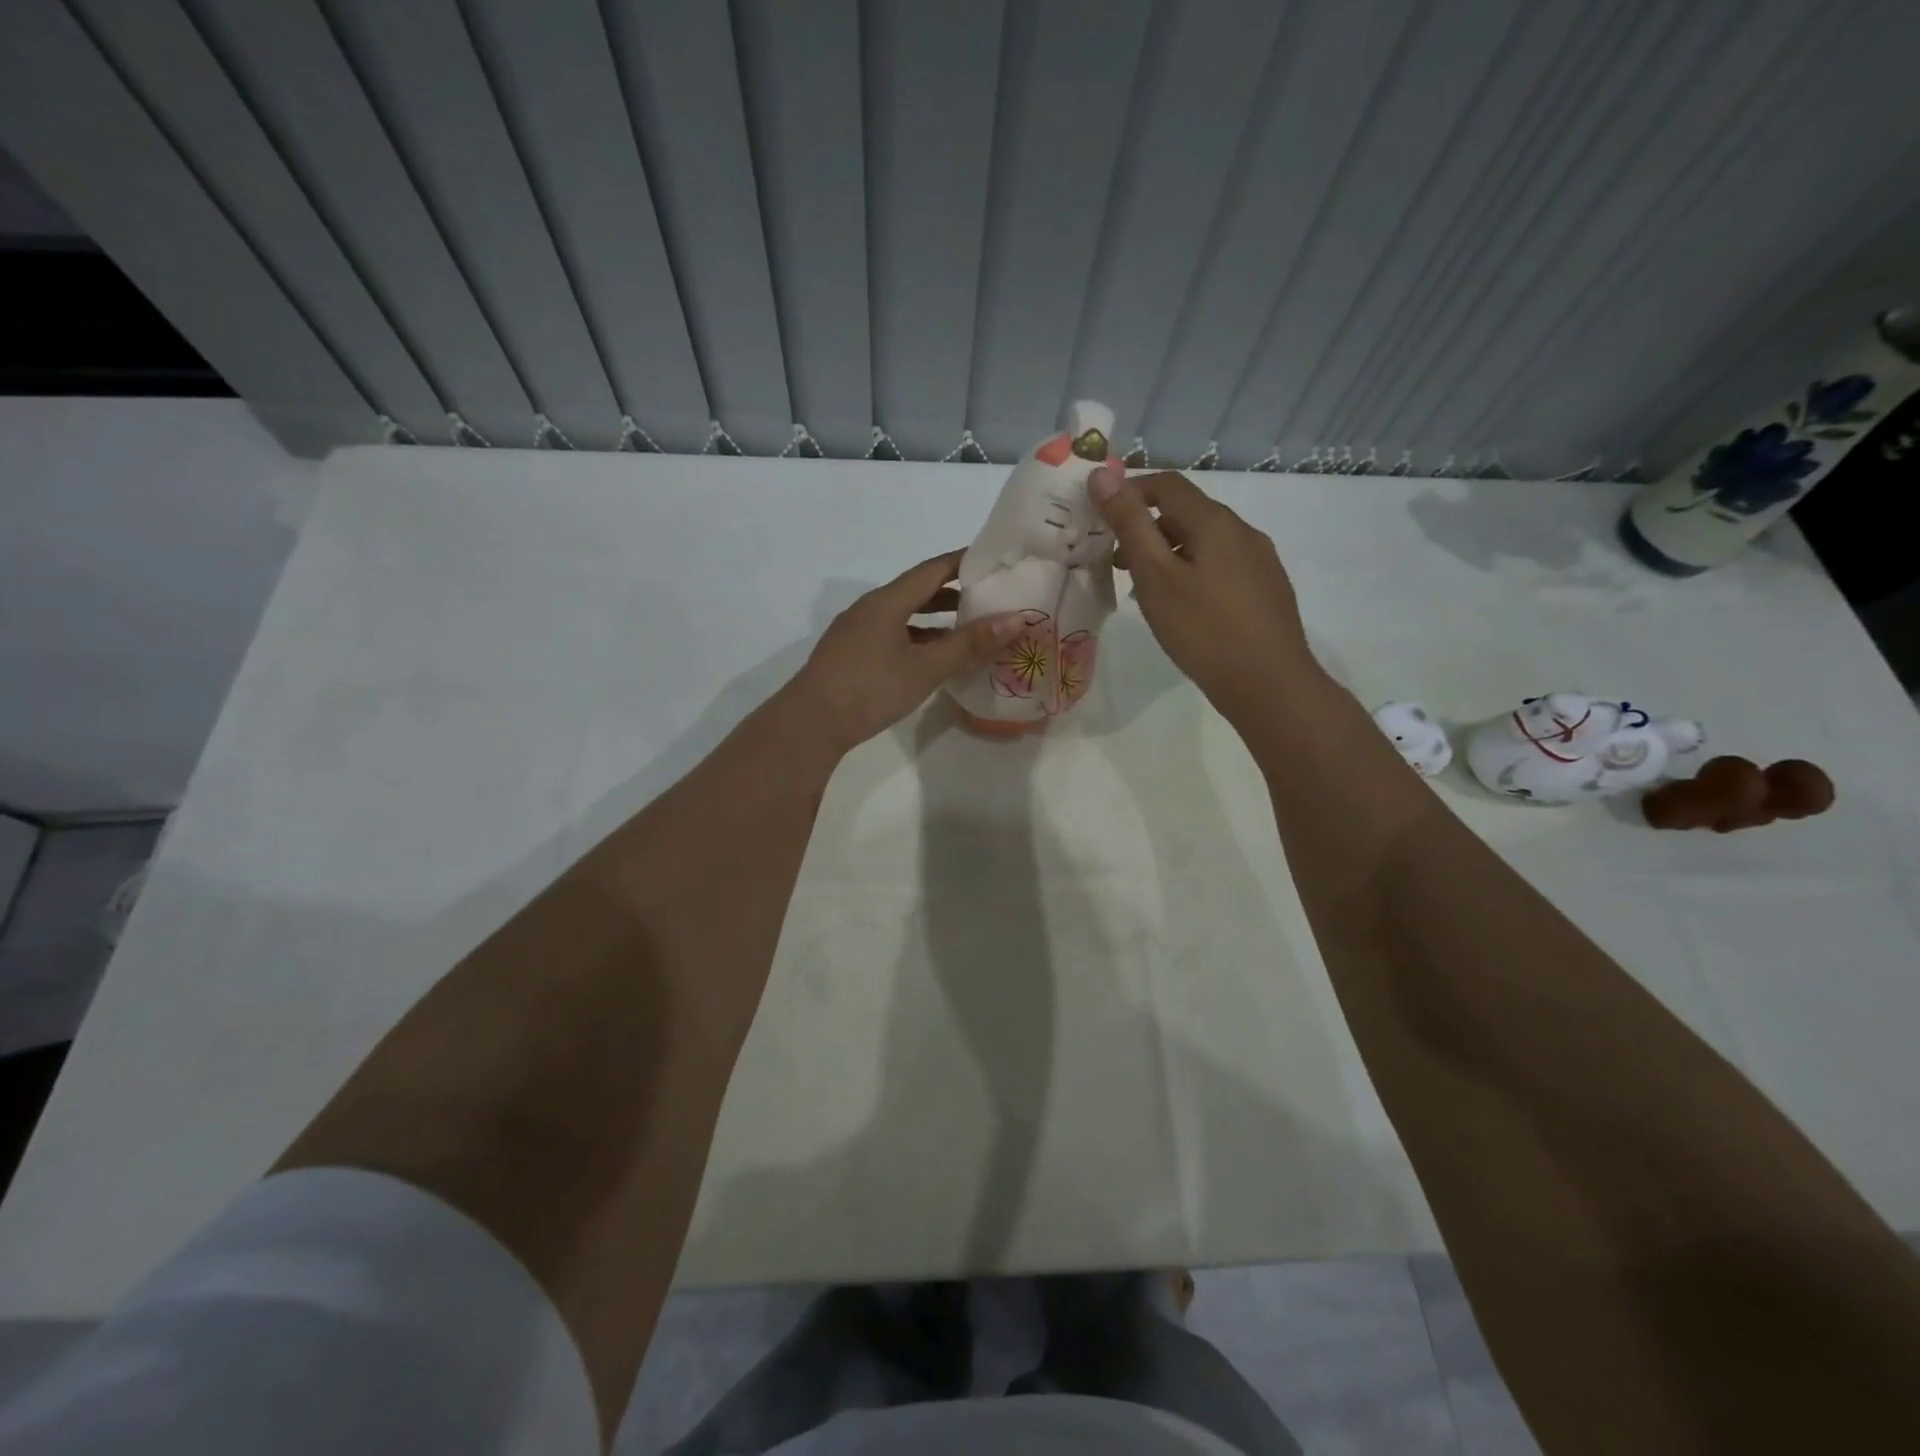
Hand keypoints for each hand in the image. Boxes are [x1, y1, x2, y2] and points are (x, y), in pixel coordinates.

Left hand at [786, 550, 1023, 752]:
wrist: (812, 722)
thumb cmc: (871, 688)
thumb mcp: (926, 667)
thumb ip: (969, 643)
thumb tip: (1014, 619)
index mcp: (887, 601)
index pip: (932, 569)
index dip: (963, 562)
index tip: (993, 560)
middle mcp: (870, 608)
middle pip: (917, 591)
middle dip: (953, 593)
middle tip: (988, 598)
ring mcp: (856, 631)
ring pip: (903, 616)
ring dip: (935, 620)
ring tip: (967, 630)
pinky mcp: (851, 654)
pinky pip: (891, 635)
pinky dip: (917, 639)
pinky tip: (932, 658)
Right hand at [1089, 467, 1316, 723]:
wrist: (1270, 685)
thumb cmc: (1204, 630)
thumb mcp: (1156, 576)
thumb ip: (1130, 524)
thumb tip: (1103, 473)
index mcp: (1215, 521)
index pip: (1167, 484)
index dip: (1130, 492)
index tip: (1100, 518)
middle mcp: (1243, 531)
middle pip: (1187, 514)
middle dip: (1146, 529)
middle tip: (1115, 563)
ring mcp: (1260, 561)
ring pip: (1204, 543)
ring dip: (1168, 554)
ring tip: (1142, 590)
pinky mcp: (1266, 590)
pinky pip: (1221, 567)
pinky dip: (1191, 573)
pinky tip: (1181, 609)